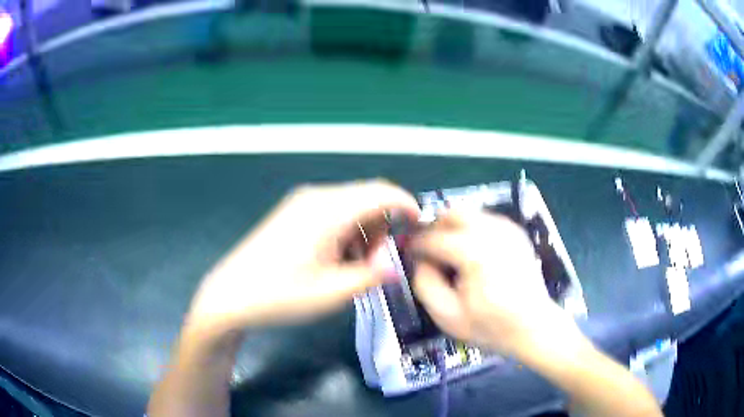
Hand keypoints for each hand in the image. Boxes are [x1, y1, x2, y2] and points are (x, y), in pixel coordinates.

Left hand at [186, 180, 419, 333]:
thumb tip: (394, 266)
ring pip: (351, 207)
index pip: (381, 192)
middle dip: (383, 229)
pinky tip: (335, 260)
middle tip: (377, 266)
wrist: (231, 295)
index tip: (420, 226)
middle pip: (367, 199)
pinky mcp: (293, 213)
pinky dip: (346, 233)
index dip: (407, 205)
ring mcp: (302, 203)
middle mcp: (316, 197)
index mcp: (328, 210)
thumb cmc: (280, 295)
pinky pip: (333, 214)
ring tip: (353, 268)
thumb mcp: (332, 292)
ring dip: (363, 233)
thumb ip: (371, 275)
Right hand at [411, 210, 580, 356]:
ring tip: (454, 257)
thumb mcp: (447, 315)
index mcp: (475, 254)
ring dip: (454, 229)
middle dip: (436, 228)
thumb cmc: (491, 327)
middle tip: (431, 252)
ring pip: (469, 213)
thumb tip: (420, 257)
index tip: (409, 254)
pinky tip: (474, 256)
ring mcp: (508, 229)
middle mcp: (494, 232)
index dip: (416, 245)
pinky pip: (485, 220)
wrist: (534, 327)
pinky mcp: (516, 232)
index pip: (433, 237)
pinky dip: (472, 231)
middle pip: (453, 213)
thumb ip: (424, 282)